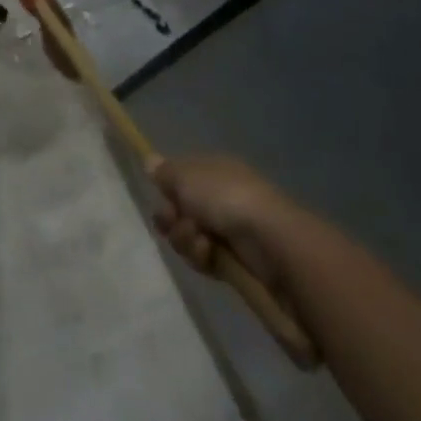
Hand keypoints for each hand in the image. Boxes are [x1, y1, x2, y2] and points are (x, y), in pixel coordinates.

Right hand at [152, 154, 293, 294]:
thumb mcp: (186, 177)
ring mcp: (229, 230)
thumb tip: (149, 160)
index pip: (183, 177)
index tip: (160, 195)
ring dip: (186, 239)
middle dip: (172, 218)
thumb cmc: (226, 198)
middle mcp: (222, 198)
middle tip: (174, 221)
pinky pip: (204, 258)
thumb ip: (165, 172)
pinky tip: (209, 254)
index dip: (168, 187)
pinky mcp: (234, 260)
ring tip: (200, 240)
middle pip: (181, 209)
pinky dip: (201, 257)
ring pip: (189, 236)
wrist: (271, 242)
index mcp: (215, 172)